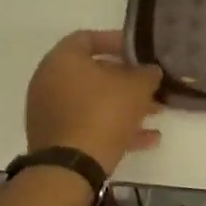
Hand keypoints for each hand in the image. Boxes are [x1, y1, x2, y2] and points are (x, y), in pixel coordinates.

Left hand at [25, 29, 163, 173]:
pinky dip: (114, 127)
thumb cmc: (103, 113)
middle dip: (127, 79)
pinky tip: (146, 139)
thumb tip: (150, 71)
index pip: (88, 38)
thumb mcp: (136, 87)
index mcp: (62, 59)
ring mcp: (50, 111)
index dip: (117, 41)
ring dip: (124, 105)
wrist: (71, 167)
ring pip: (93, 101)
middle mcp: (49, 81)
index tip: (140, 52)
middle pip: (93, 72)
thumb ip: (147, 73)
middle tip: (151, 85)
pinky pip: (88, 124)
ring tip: (155, 114)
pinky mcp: (55, 138)